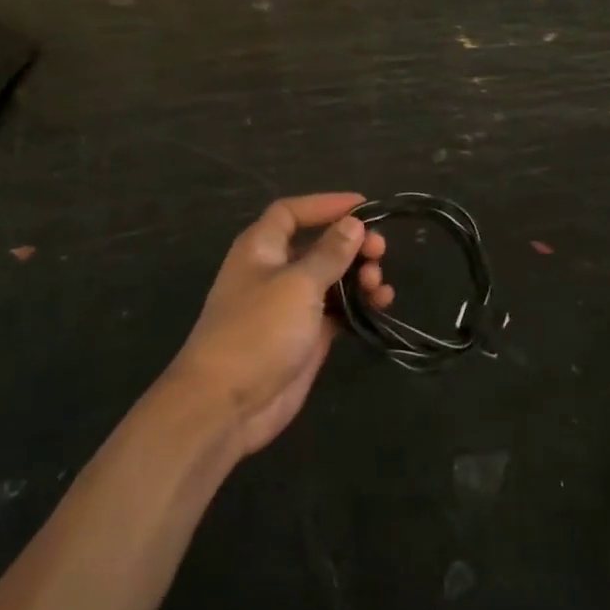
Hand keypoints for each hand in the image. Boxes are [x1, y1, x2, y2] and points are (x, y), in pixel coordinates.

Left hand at [168, 194, 392, 455]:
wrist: (226, 405)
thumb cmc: (257, 331)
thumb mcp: (298, 284)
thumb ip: (330, 253)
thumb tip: (354, 223)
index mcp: (261, 249)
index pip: (292, 212)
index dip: (326, 204)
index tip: (364, 206)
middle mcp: (276, 271)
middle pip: (319, 244)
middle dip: (352, 243)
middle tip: (380, 250)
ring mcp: (292, 306)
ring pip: (333, 278)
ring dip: (360, 274)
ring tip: (379, 283)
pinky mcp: (307, 336)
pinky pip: (340, 310)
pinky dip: (360, 304)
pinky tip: (382, 303)